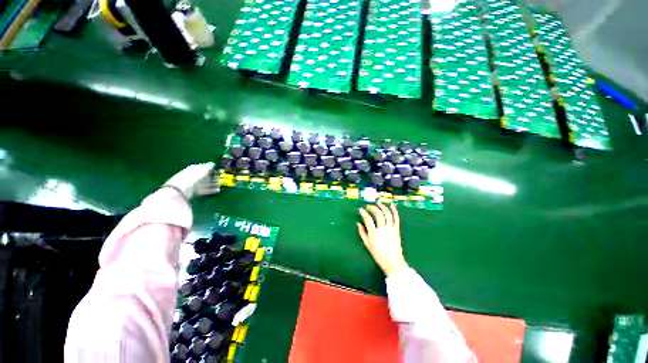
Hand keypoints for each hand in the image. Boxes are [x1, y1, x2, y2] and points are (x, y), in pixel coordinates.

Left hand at [163, 162, 219, 199]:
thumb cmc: (193, 176)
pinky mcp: (196, 191)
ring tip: (220, 185)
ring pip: (206, 183)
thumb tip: (213, 163)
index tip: (218, 171)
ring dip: (214, 184)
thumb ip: (208, 166)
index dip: (211, 169)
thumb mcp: (202, 169)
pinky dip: (212, 190)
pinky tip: (217, 190)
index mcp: (194, 168)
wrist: (182, 188)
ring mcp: (195, 184)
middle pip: (206, 176)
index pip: (204, 168)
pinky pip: (205, 190)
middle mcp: (194, 176)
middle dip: (213, 178)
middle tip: (221, 179)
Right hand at [357, 204, 407, 276]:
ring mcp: (391, 229)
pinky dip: (394, 210)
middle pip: (378, 214)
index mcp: (374, 234)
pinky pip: (396, 218)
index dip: (363, 212)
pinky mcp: (397, 230)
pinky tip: (391, 205)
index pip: (368, 219)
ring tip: (378, 204)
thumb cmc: (378, 254)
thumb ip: (362, 232)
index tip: (361, 209)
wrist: (393, 262)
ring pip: (387, 214)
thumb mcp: (367, 244)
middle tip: (368, 206)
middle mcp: (383, 229)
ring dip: (382, 207)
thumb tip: (358, 223)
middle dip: (372, 208)